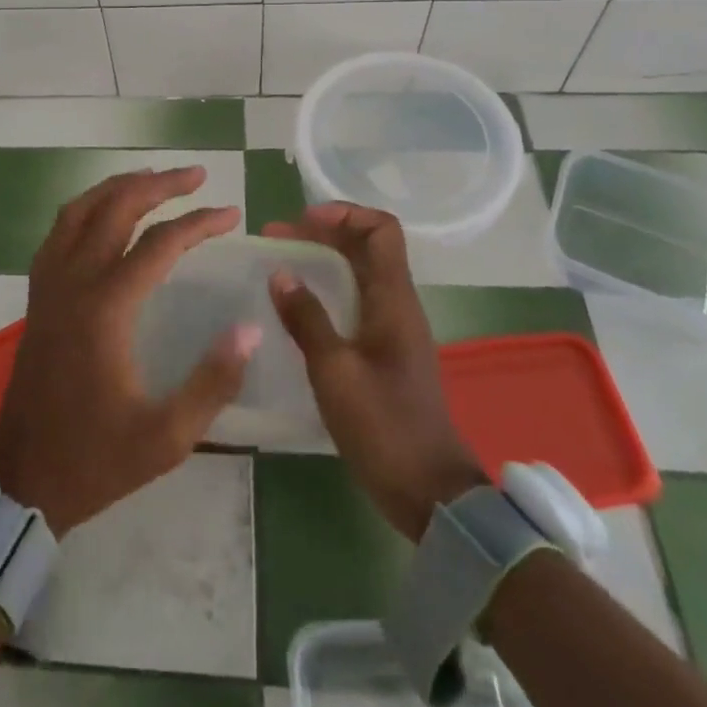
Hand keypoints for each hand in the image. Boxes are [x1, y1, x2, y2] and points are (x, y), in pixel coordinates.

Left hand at [0, 167, 258, 534]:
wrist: (22, 478)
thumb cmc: (95, 459)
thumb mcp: (167, 437)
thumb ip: (213, 381)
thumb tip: (251, 328)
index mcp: (106, 308)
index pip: (159, 243)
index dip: (199, 223)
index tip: (231, 214)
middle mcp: (74, 282)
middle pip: (116, 208)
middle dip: (159, 184)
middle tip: (196, 176)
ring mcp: (48, 285)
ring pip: (80, 210)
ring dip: (118, 187)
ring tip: (153, 178)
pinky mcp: (37, 296)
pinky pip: (59, 231)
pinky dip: (86, 208)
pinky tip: (105, 214)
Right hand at [264, 202, 485, 539]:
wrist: (430, 492)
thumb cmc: (383, 427)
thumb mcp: (334, 372)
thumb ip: (306, 319)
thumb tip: (280, 273)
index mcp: (393, 300)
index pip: (381, 229)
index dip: (343, 214)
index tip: (301, 222)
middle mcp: (398, 304)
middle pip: (368, 246)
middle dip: (323, 233)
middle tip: (276, 240)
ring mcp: (394, 329)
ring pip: (361, 272)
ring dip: (323, 260)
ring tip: (280, 266)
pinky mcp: (387, 352)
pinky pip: (357, 300)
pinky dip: (328, 289)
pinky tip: (298, 307)